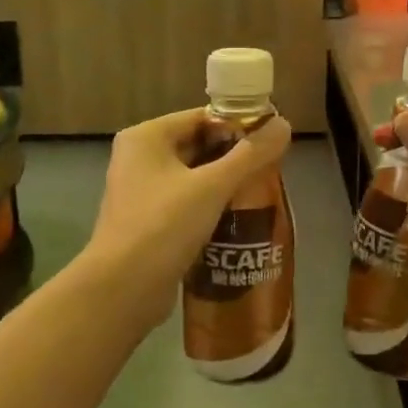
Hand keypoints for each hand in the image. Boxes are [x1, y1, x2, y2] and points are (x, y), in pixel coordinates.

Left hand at [87, 107, 292, 317]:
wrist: (123, 289)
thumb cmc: (164, 225)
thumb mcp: (213, 186)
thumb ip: (250, 155)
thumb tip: (284, 125)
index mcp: (146, 137)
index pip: (201, 118)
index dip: (238, 126)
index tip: (271, 142)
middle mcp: (138, 158)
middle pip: (197, 146)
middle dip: (233, 158)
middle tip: (271, 170)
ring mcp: (140, 192)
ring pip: (192, 178)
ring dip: (224, 185)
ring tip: (261, 194)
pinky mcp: (147, 223)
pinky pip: (185, 204)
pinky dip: (209, 208)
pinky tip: (237, 220)